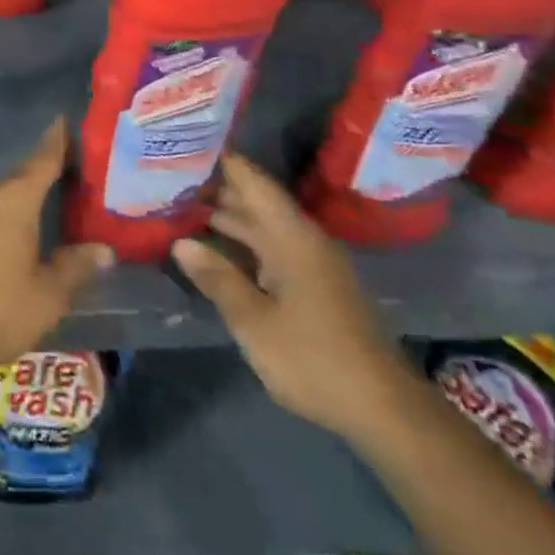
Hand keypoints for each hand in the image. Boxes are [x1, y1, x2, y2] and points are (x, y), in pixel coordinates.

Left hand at [0, 117, 113, 378]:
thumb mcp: (48, 293)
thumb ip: (75, 267)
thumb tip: (103, 249)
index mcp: (14, 200)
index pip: (42, 160)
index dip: (56, 141)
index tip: (65, 119)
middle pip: (23, 175)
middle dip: (47, 169)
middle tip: (78, 168)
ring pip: (7, 195)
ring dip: (30, 193)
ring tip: (59, 197)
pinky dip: (14, 213)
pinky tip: (28, 230)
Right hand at [172, 154, 414, 442]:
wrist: (384, 410)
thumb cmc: (314, 359)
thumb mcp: (254, 322)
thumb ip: (217, 278)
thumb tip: (180, 243)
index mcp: (292, 236)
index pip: (253, 181)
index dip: (222, 160)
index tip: (186, 144)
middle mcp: (304, 239)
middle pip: (256, 200)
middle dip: (216, 188)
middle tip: (170, 176)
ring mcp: (311, 263)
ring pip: (263, 225)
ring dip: (227, 216)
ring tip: (182, 206)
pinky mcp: (314, 285)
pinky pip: (271, 247)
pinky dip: (242, 240)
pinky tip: (215, 247)